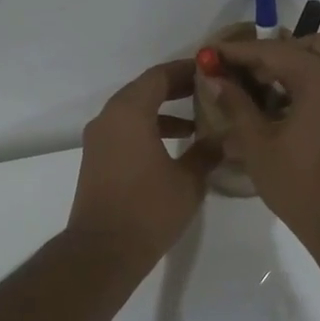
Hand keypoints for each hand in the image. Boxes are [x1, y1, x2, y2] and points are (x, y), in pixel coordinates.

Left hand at [67, 59, 217, 265]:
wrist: (103, 250)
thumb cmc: (148, 209)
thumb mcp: (189, 180)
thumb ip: (206, 152)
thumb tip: (222, 138)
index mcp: (130, 112)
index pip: (159, 76)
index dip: (186, 70)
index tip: (211, 70)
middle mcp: (109, 117)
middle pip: (144, 89)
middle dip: (176, 88)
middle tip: (208, 91)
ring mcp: (99, 139)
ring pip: (134, 111)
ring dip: (163, 111)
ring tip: (197, 123)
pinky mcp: (97, 158)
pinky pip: (125, 130)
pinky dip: (149, 128)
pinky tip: (174, 147)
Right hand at [211, 34, 319, 250]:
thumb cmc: (300, 184)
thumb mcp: (257, 145)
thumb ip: (236, 105)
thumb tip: (214, 78)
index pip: (274, 51)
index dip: (240, 51)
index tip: (214, 52)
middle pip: (312, 46)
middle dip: (278, 52)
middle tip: (249, 72)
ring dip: (306, 65)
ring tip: (278, 88)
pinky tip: (310, 109)